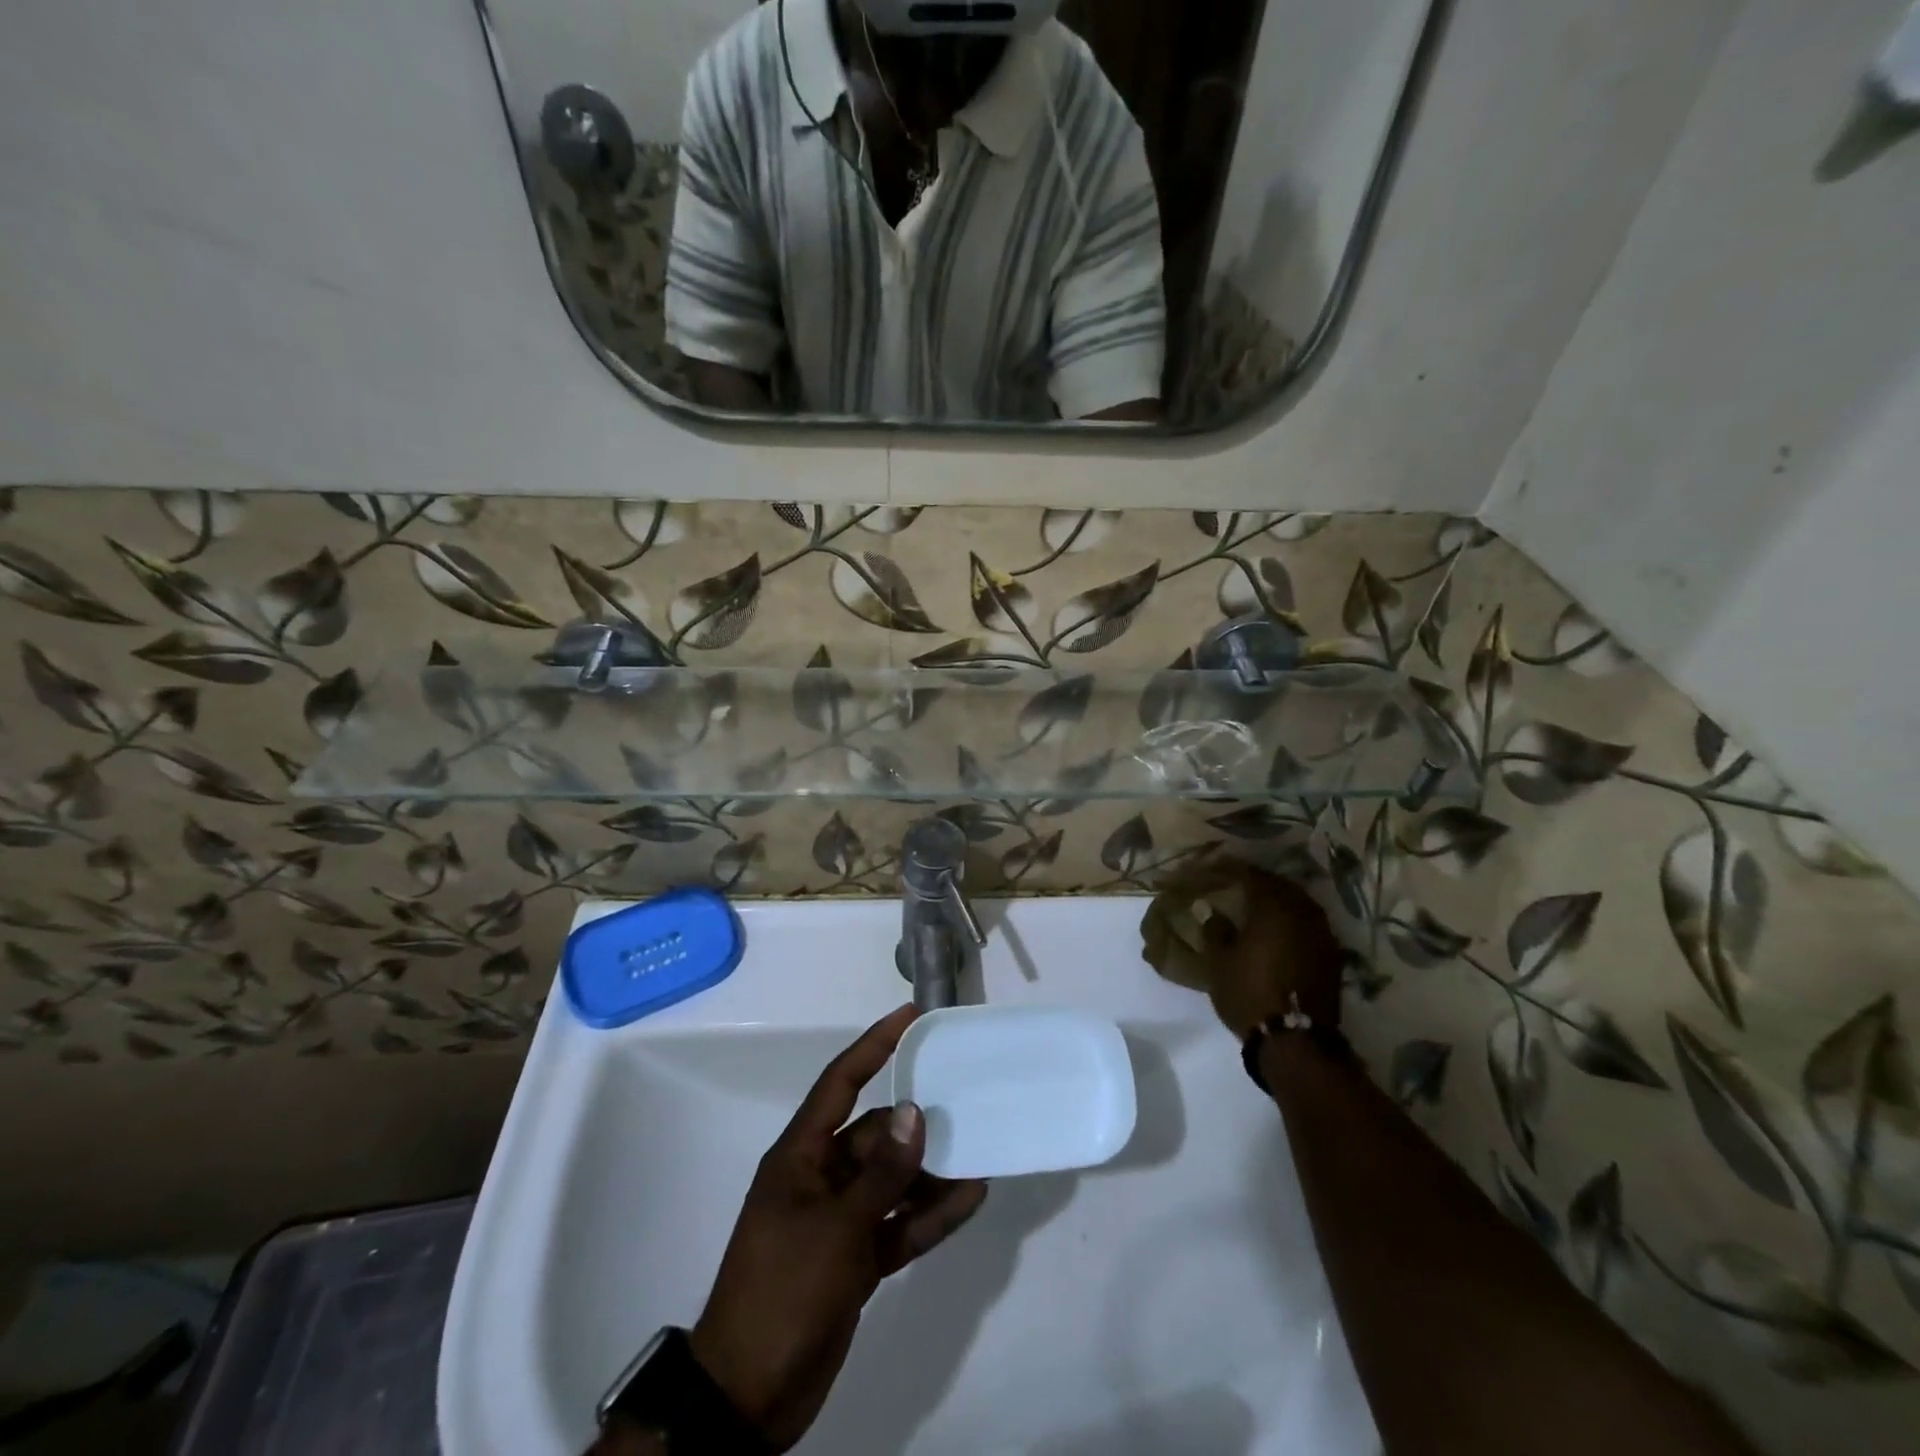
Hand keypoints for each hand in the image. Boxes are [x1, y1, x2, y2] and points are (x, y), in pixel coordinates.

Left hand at [689, 1006, 988, 1451]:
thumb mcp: (835, 1229)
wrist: (749, 1395)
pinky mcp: (856, 1258)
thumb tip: (915, 1112)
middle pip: (877, 1134)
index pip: (841, 1082)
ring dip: (931, 1173)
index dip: (874, 1044)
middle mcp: (821, 1176)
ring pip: (893, 1180)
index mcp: (801, 1155)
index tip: (911, 1015)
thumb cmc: (783, 1291)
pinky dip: (929, 1214)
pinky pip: (899, 1223)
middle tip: (968, 1102)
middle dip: (918, 1123)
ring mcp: (840, 1219)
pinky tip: (969, 1200)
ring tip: (980, 1155)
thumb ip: (881, 1173)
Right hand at [1203, 866, 1344, 1038]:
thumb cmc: (1249, 993)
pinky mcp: (1332, 955)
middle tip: (1238, 886)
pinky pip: (1310, 924)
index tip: (1217, 869)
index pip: (1251, 875)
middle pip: (1280, 885)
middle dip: (1259, 883)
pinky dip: (1294, 921)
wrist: (1295, 1041)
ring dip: (1280, 901)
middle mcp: (1302, 912)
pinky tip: (1280, 931)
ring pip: (1299, 903)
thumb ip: (1215, 930)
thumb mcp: (1219, 961)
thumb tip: (1213, 911)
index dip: (1232, 870)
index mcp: (1272, 907)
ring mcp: (1322, 933)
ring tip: (1259, 907)